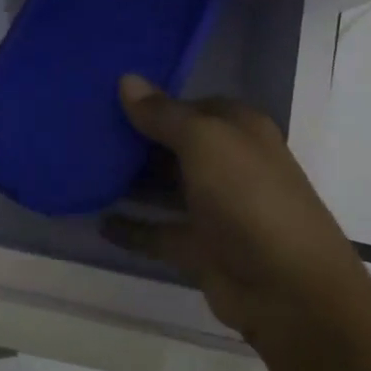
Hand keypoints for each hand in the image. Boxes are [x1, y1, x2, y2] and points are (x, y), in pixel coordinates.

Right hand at [106, 75, 358, 343]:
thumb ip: (162, 114)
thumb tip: (126, 79)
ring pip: (162, 187)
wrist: (288, 290)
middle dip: (134, 139)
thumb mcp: (204, 141)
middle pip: (173, 145)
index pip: (190, 105)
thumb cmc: (248, 197)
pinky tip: (96, 219)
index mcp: (238, 130)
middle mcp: (227, 164)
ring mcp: (213, 209)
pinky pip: (155, 231)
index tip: (106, 96)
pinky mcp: (199, 248)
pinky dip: (129, 227)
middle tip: (83, 128)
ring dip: (128, 181)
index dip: (153, 101)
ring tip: (81, 168)